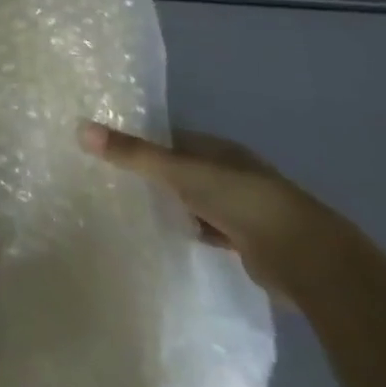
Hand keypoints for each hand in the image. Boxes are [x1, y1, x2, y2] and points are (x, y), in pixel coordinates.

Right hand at [80, 123, 347, 300]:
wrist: (305, 258)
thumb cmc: (240, 200)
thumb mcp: (180, 171)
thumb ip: (133, 154)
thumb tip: (80, 128)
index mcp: (218, 149)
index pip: (173, 139)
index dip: (145, 142)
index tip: (111, 149)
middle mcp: (231, 173)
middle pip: (184, 170)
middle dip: (157, 175)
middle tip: (115, 181)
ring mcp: (242, 209)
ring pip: (197, 201)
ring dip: (175, 205)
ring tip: (135, 209)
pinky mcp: (249, 243)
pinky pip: (210, 230)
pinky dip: (193, 231)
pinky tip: (173, 237)